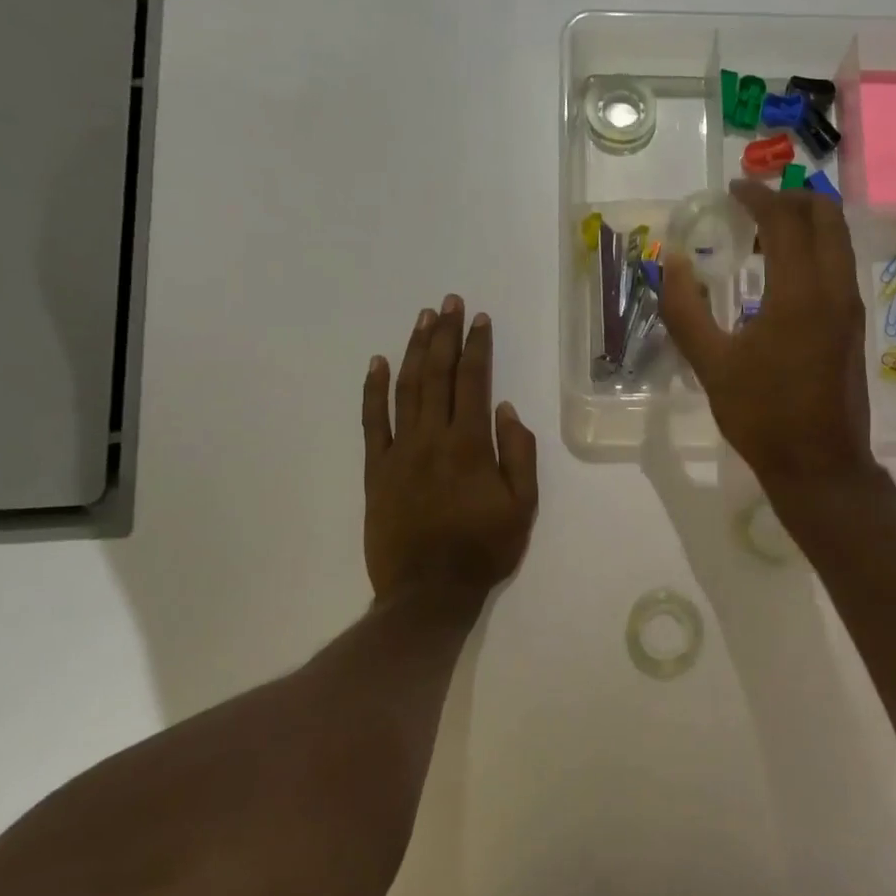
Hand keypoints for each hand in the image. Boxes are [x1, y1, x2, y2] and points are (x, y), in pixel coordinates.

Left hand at [362, 296, 539, 603]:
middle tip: (449, 302)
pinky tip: (376, 362)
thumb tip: (507, 409)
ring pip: (405, 389)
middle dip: (445, 335)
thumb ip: (519, 453)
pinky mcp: (376, 470)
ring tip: (422, 319)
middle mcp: (433, 438)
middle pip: (437, 374)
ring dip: (414, 350)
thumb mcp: (523, 506)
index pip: (474, 381)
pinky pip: (372, 422)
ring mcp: (399, 452)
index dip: (477, 346)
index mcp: (471, 444)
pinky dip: (372, 390)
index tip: (479, 318)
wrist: (428, 593)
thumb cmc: (483, 549)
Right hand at [660, 180, 876, 498]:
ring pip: (838, 240)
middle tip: (754, 203)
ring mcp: (850, 308)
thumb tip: (672, 263)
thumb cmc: (762, 415)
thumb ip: (685, 309)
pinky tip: (783, 273)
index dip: (758, 197)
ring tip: (765, 234)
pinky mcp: (854, 326)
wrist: (821, 465)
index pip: (785, 220)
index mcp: (800, 292)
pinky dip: (815, 249)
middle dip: (792, 199)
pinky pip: (839, 266)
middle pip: (826, 217)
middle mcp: (835, 289)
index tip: (733, 189)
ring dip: (807, 223)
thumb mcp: (711, 365)